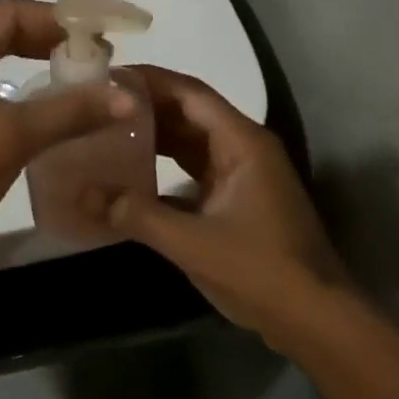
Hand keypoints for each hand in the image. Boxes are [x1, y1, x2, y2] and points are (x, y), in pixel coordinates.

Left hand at [0, 0, 135, 262]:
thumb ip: (70, 111)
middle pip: (3, 29)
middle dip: (53, 41)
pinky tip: (50, 99)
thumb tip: (129, 97)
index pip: (10, 12)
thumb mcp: (10, 137)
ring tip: (86, 74)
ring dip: (39, 62)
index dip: (62, 21)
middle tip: (104, 57)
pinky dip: (20, 85)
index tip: (108, 35)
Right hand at [106, 66, 348, 347]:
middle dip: (146, 105)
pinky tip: (132, 171)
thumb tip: (81, 194)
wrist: (317, 321)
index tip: (107, 76)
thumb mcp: (193, 243)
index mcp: (241, 142)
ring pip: (191, 139)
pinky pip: (195, 166)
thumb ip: (136, 215)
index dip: (149, 80)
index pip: (190, 93)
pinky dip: (165, 163)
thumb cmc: (261, 271)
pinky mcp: (237, 197)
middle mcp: (243, 147)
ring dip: (154, 133)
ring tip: (107, 129)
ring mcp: (243, 172)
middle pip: (189, 111)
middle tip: (98, 103)